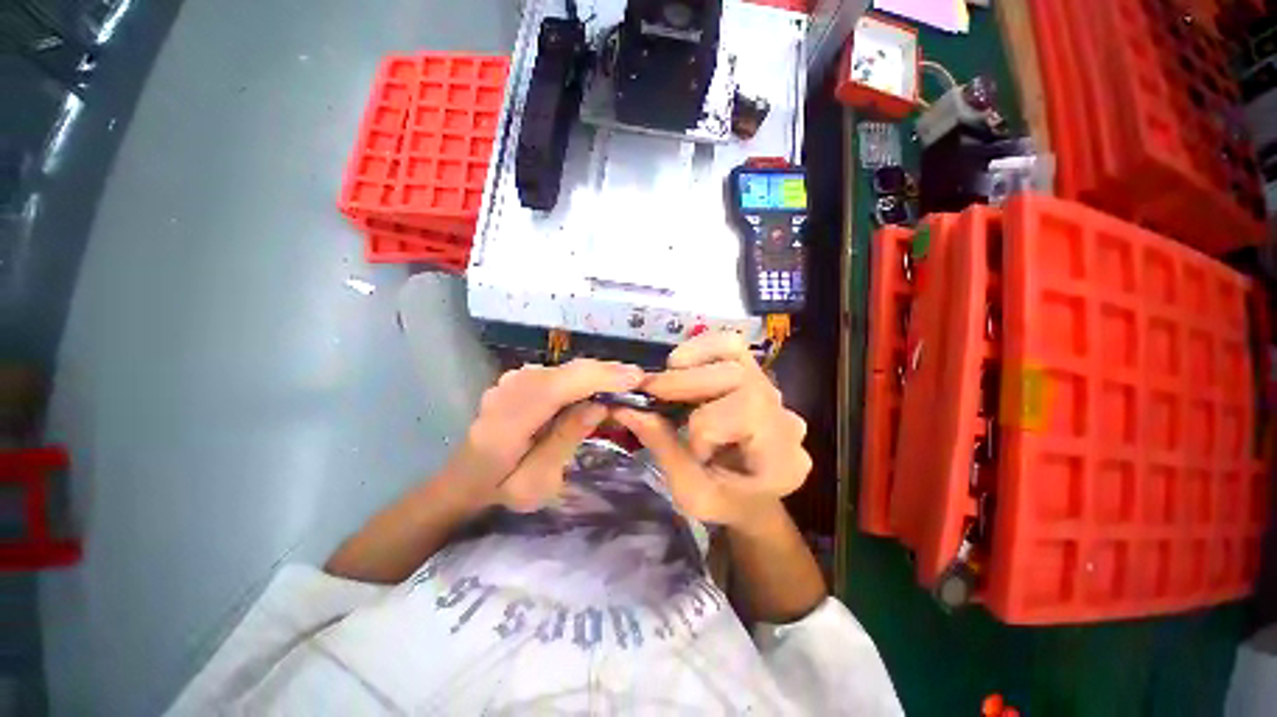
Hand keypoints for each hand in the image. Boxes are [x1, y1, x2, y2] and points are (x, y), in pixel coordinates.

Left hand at [450, 359, 644, 511]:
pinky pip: (561, 372)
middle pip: (568, 371)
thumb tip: (599, 406)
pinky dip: (585, 377)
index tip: (637, 379)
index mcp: (508, 420)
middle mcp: (510, 389)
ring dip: (599, 374)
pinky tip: (601, 387)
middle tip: (640, 382)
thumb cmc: (502, 489)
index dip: (600, 378)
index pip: (559, 386)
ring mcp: (514, 379)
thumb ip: (565, 441)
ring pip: (567, 368)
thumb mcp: (536, 482)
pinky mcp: (522, 377)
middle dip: (607, 373)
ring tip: (626, 385)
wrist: (466, 477)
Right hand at [611, 332, 810, 528]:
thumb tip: (626, 407)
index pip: (740, 417)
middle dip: (685, 383)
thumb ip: (662, 447)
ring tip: (667, 380)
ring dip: (690, 360)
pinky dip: (700, 348)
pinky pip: (731, 346)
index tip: (689, 451)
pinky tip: (682, 367)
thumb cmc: (724, 502)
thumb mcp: (691, 492)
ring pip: (734, 352)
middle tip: (650, 393)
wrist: (751, 497)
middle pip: (737, 376)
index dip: (703, 428)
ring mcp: (774, 391)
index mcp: (782, 457)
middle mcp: (785, 416)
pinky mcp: (757, 375)